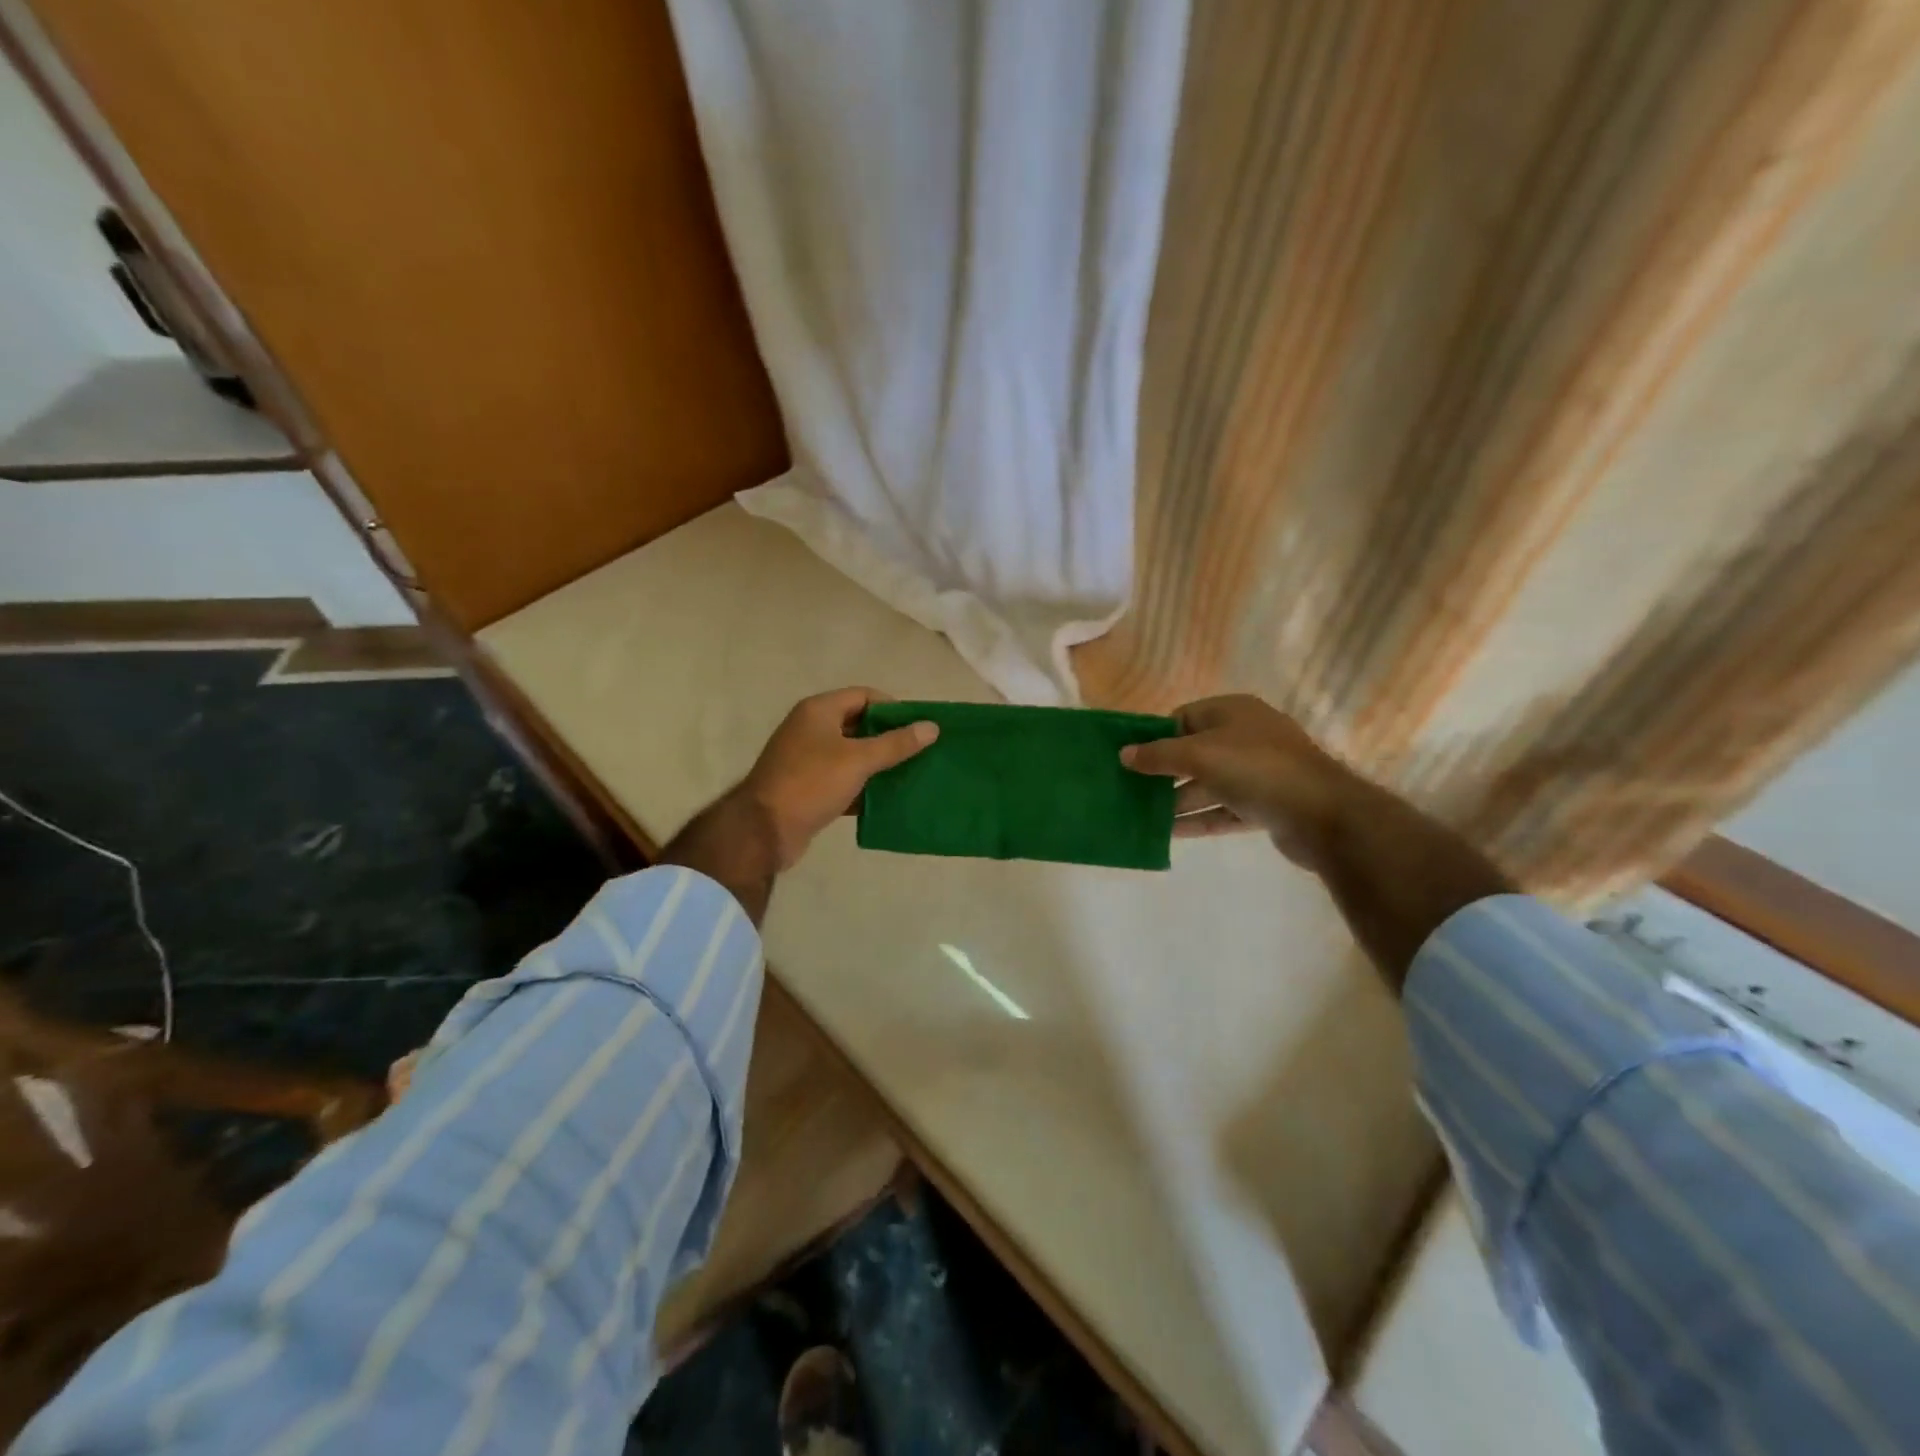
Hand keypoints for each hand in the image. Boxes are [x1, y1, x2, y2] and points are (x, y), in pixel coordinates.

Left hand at [741, 687, 938, 869]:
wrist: (764, 830)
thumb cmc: (811, 783)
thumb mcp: (858, 760)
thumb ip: (896, 743)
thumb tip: (931, 727)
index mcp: (819, 711)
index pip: (864, 696)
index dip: (893, 708)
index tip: (919, 726)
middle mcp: (811, 729)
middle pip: (858, 725)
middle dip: (889, 737)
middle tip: (920, 751)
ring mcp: (807, 759)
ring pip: (852, 755)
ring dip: (878, 764)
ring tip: (911, 774)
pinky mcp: (808, 787)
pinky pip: (843, 780)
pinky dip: (863, 786)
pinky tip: (887, 798)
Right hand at [1120, 695, 1357, 866]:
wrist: (1324, 814)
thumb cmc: (1256, 769)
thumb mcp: (1199, 755)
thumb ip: (1158, 755)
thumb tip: (1124, 754)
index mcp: (1233, 712)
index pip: (1183, 718)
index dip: (1155, 736)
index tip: (1130, 758)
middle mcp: (1246, 738)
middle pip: (1194, 753)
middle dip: (1163, 773)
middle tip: (1130, 791)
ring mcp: (1258, 773)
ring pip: (1208, 785)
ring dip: (1178, 800)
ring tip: (1142, 816)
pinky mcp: (1265, 806)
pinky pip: (1224, 810)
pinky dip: (1199, 820)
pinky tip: (1170, 833)